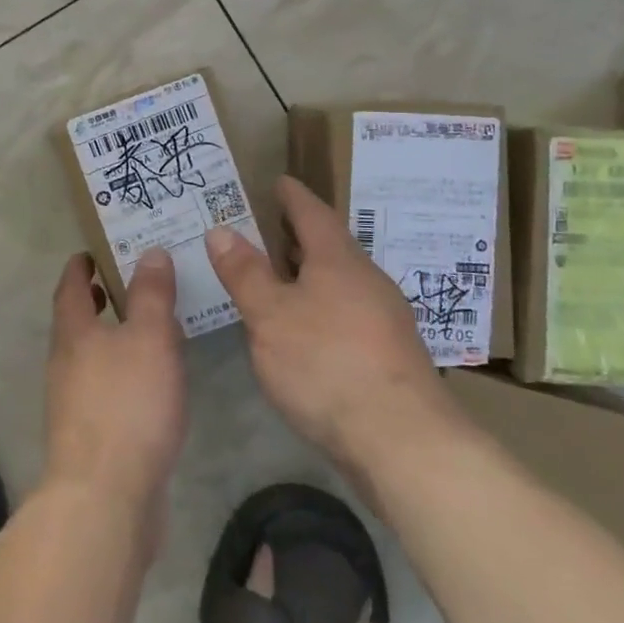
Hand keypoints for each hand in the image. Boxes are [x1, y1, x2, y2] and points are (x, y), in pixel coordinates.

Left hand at [45, 249, 187, 526]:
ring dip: (111, 337)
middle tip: (127, 283)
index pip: (71, 287)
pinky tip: (150, 382)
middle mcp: (65, 363)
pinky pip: (104, 388)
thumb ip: (152, 294)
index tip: (93, 252)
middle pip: (76, 321)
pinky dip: (122, 372)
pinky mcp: (89, 435)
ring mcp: (72, 402)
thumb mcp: (150, 337)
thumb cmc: (127, 404)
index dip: (81, 266)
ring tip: (147, 328)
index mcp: (73, 333)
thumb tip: (149, 252)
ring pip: (90, 356)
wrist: (104, 496)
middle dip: (98, 300)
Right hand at [205, 176, 446, 469]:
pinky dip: (321, 308)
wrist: (403, 441)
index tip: (279, 181)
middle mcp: (368, 282)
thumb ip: (245, 273)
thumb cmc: (327, 364)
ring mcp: (384, 320)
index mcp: (339, 261)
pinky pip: (347, 314)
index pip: (313, 214)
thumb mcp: (271, 316)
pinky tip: (304, 330)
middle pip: (331, 248)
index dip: (293, 197)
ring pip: (341, 283)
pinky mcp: (389, 357)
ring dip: (311, 275)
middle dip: (300, 236)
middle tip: (267, 227)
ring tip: (278, 277)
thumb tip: (221, 230)